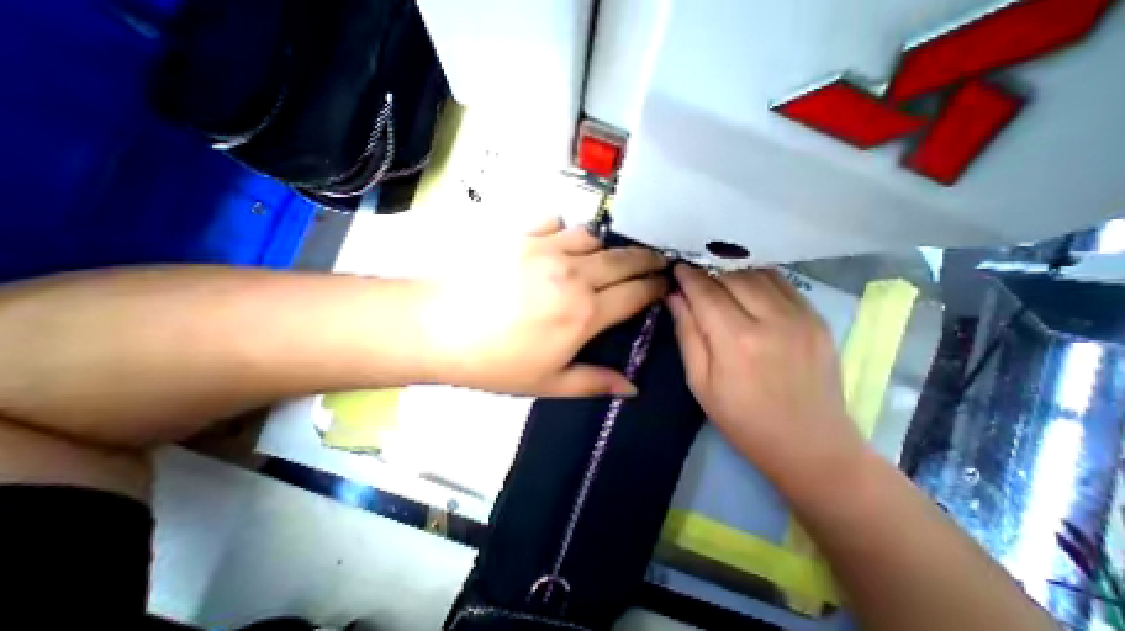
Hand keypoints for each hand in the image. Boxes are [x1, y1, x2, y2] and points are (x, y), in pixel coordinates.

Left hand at [421, 219, 666, 397]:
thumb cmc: (495, 363)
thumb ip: (594, 382)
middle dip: (646, 259)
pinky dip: (564, 230)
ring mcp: (546, 249)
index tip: (665, 283)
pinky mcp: (520, 234)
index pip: (635, 294)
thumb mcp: (548, 383)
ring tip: (602, 257)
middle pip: (623, 259)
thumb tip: (632, 389)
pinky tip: (558, 241)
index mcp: (584, 313)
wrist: (437, 328)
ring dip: (604, 247)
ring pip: (592, 237)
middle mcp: (574, 275)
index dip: (655, 287)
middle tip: (656, 261)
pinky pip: (555, 222)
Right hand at [670, 265, 862, 487]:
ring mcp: (801, 317)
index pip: (706, 292)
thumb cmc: (742, 419)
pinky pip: (783, 283)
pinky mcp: (818, 319)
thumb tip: (674, 297)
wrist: (811, 445)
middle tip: (694, 276)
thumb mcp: (699, 382)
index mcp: (736, 341)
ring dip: (732, 271)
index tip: (676, 267)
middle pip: (732, 276)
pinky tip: (747, 287)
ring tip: (718, 280)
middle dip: (708, 271)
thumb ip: (687, 333)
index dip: (688, 276)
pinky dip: (759, 278)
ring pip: (758, 273)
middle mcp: (771, 320)